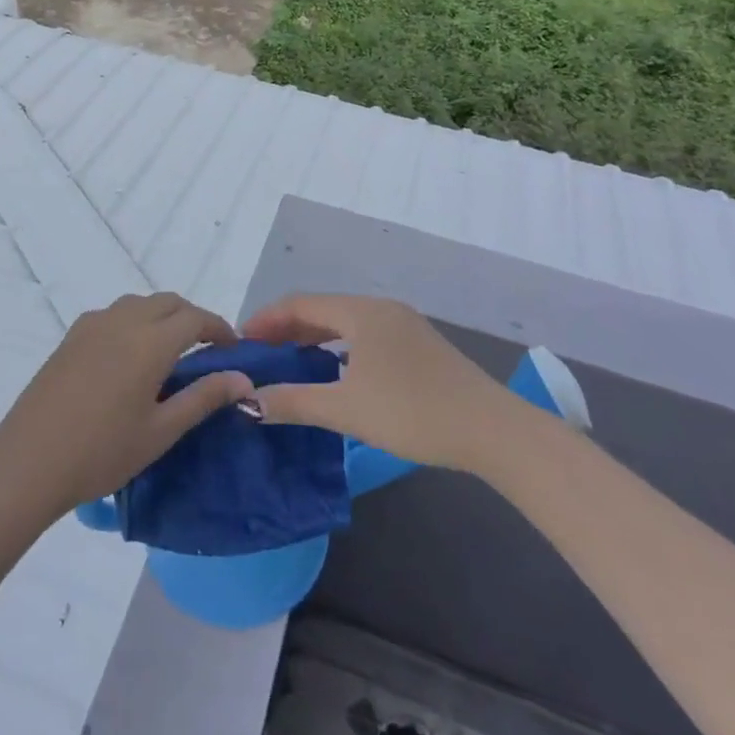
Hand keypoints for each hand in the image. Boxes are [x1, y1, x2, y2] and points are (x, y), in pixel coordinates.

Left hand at [0, 292, 252, 515]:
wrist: (30, 460)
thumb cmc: (102, 451)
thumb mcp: (161, 430)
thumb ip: (204, 398)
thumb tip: (244, 380)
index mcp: (150, 341)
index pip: (196, 318)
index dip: (219, 328)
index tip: (233, 349)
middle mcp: (123, 320)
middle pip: (168, 302)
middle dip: (192, 318)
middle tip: (206, 350)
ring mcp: (93, 325)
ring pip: (139, 304)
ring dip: (162, 316)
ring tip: (170, 353)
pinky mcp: (71, 336)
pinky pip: (114, 315)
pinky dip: (134, 322)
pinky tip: (130, 357)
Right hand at [243, 294, 504, 472]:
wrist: (492, 431)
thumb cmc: (413, 412)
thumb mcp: (346, 409)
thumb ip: (293, 402)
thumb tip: (248, 401)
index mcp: (362, 312)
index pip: (301, 304)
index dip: (266, 320)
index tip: (241, 341)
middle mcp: (382, 309)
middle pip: (323, 310)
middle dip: (287, 329)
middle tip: (260, 354)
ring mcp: (405, 326)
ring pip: (346, 324)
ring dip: (314, 340)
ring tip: (289, 363)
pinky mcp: (420, 347)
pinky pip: (366, 337)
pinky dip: (339, 349)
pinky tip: (334, 373)